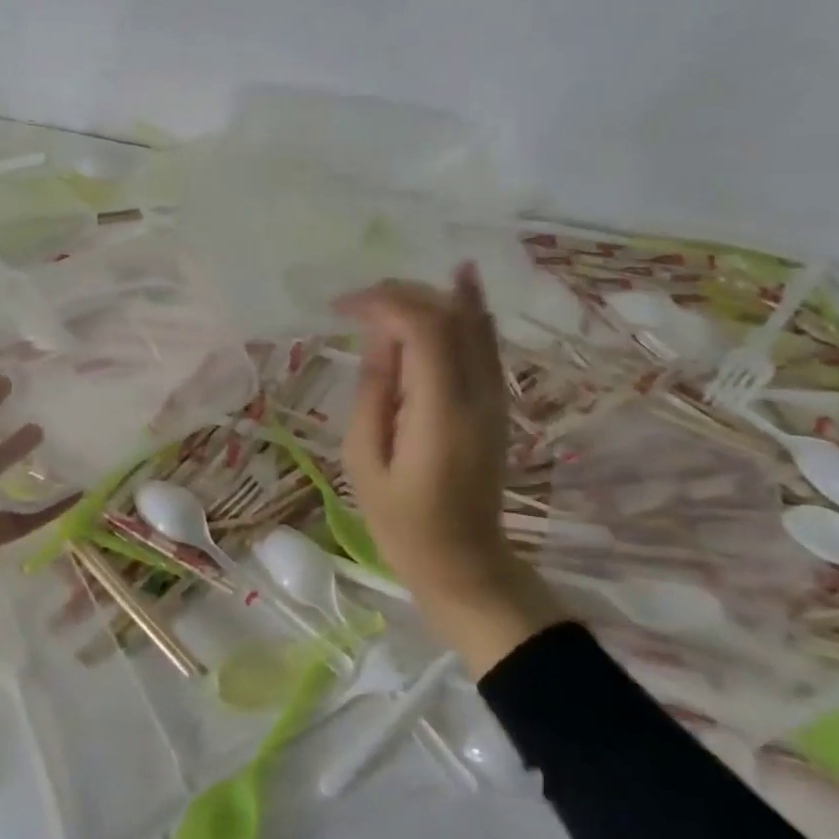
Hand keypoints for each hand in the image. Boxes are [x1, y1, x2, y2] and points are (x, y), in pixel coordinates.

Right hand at [337, 268, 566, 676]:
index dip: (383, 303)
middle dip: (400, 294)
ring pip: (472, 322)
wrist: (463, 561)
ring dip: (429, 296)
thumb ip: (373, 390)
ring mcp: (494, 397)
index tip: (342, 307)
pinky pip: (486, 341)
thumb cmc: (400, 519)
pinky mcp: (496, 402)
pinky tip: (460, 277)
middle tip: (356, 302)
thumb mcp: (364, 458)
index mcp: (440, 411)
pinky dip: (471, 306)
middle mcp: (477, 394)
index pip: (423, 329)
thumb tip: (378, 336)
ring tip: (386, 293)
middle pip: (449, 316)